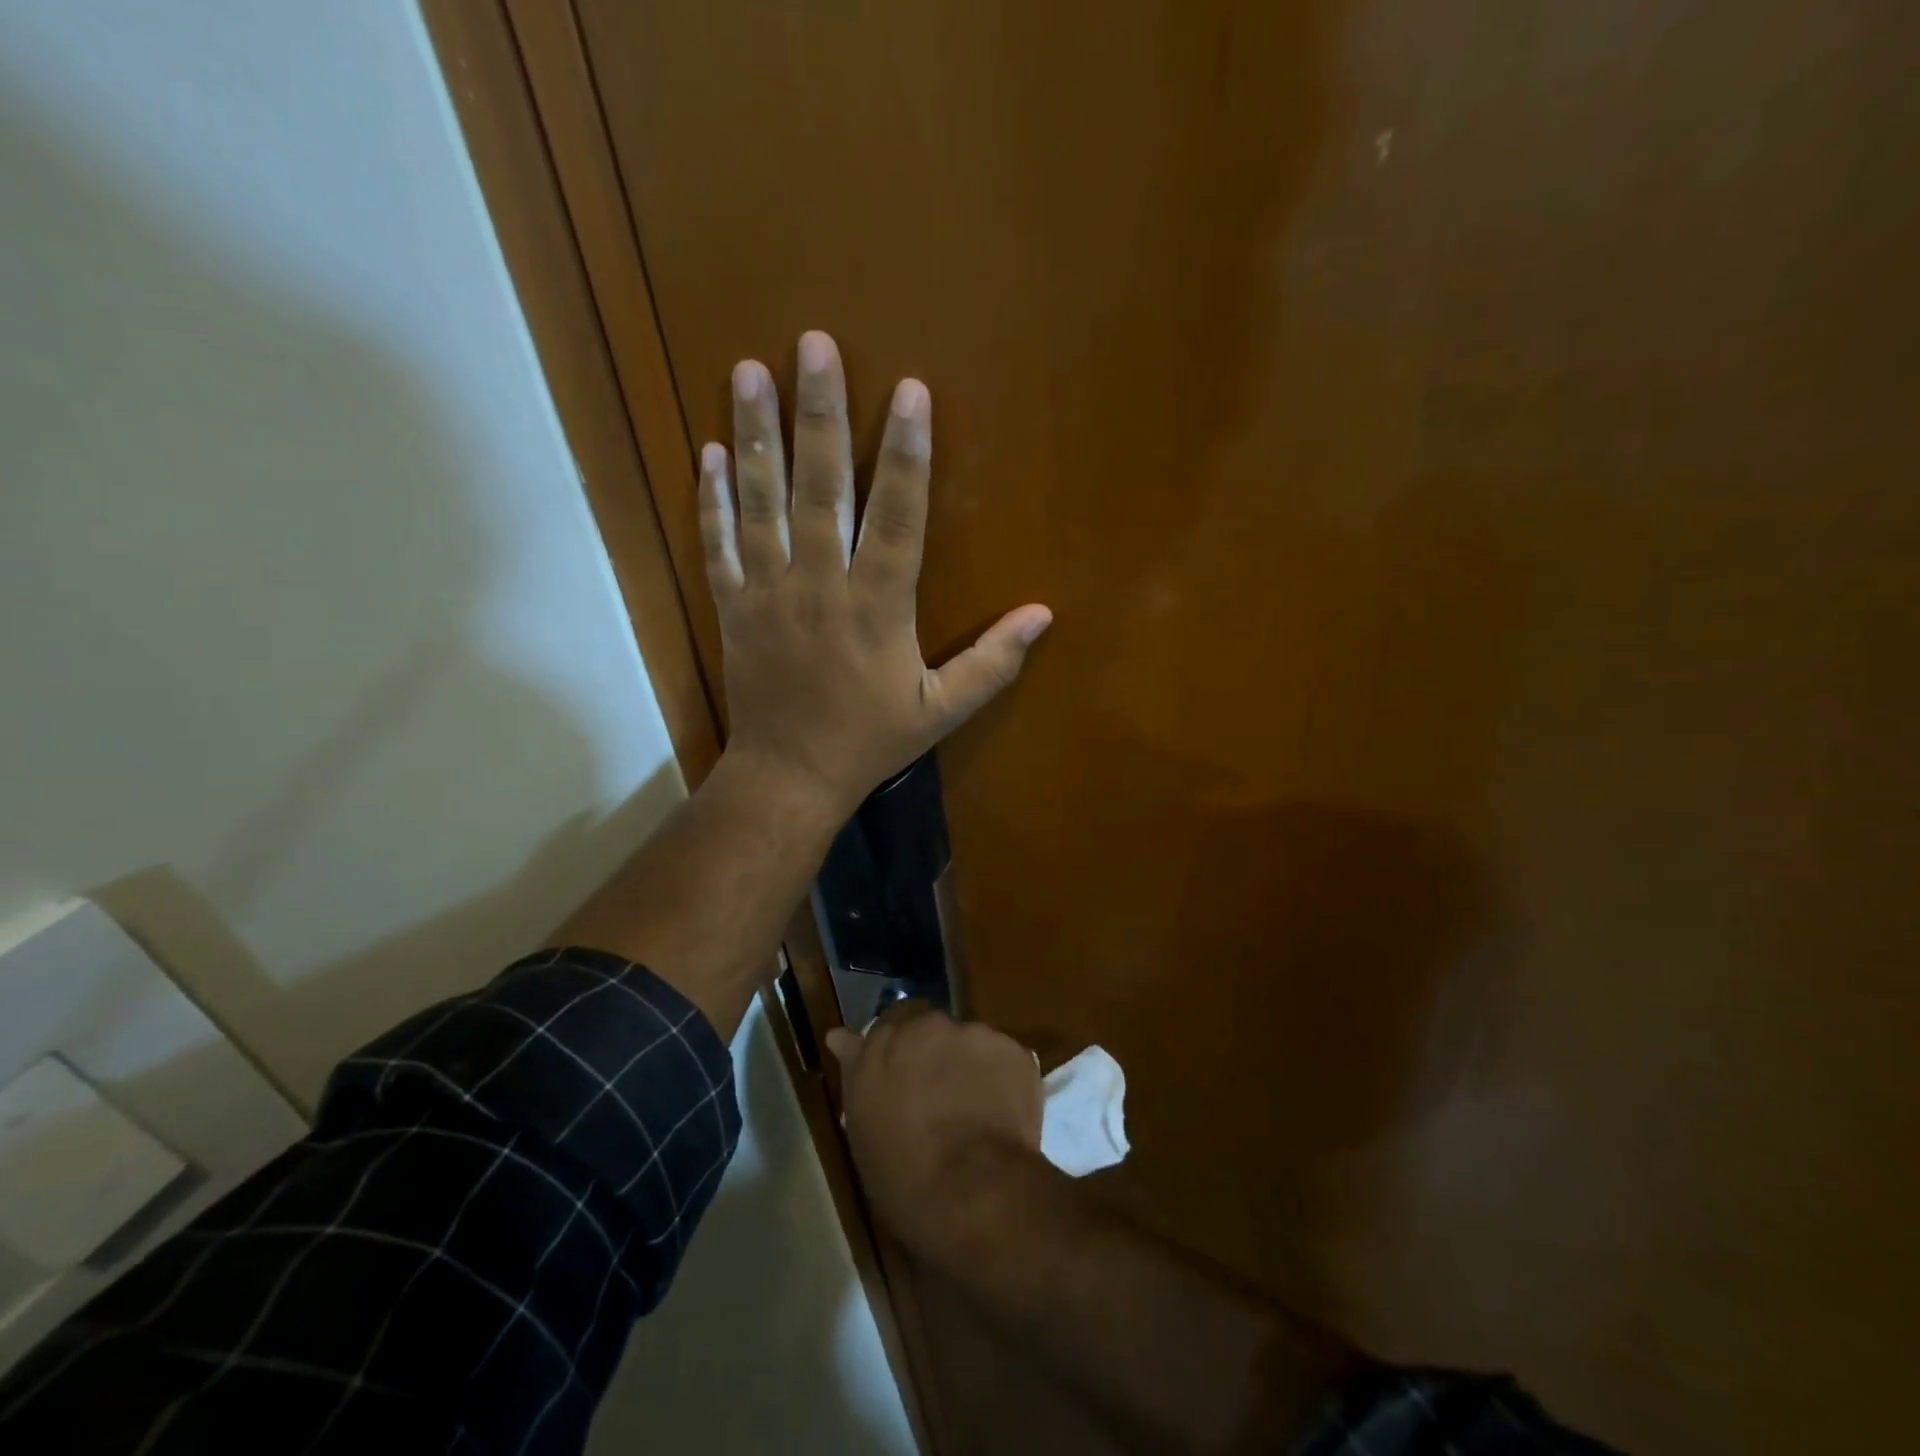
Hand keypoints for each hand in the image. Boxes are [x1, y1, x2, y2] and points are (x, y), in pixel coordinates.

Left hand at [699, 331, 1051, 818]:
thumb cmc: (869, 741)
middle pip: (820, 489)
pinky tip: (708, 451)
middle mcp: (820, 587)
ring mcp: (768, 593)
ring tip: (748, 370)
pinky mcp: (733, 607)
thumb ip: (991, 663)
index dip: (905, 453)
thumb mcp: (940, 712)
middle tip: (813, 343)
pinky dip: (712, 499)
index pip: (897, 517)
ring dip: (756, 435)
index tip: (909, 391)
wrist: (789, 776)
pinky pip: (719, 545)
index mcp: (877, 608)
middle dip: (820, 413)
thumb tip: (1043, 615)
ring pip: (761, 503)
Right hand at [826, 1002, 1043, 1255]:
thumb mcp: (865, 1129)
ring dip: (970, 1066)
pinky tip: (1003, 1115)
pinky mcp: (1014, 1050)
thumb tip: (840, 1037)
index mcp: (883, 1044)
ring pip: (971, 1043)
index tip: (905, 1073)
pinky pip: (1006, 1060)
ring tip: (977, 1111)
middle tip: (940, 1096)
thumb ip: (857, 1073)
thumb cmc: (903, 1175)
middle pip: (933, 1029)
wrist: (972, 1191)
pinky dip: (1004, 1080)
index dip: (900, 1046)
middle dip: (936, 1053)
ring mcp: (974, 1035)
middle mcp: (928, 1027)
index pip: (891, 1021)